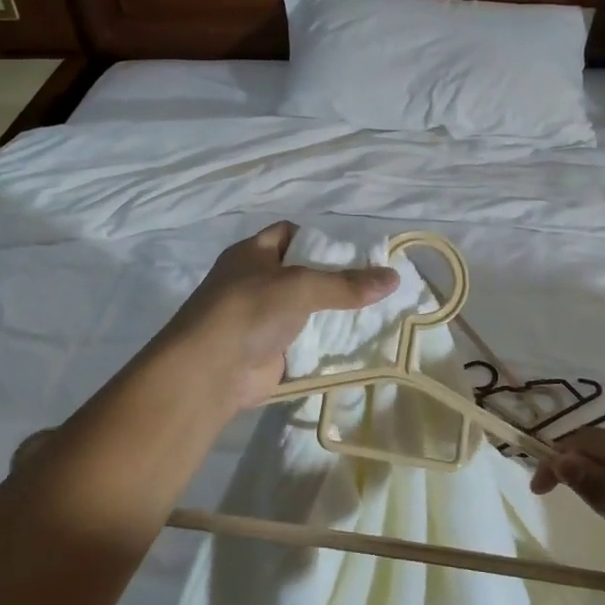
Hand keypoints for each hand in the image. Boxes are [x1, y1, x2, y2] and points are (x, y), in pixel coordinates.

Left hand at [161, 222, 398, 413]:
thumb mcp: (300, 286)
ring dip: (334, 313)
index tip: (352, 252)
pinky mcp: (271, 351)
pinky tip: (359, 342)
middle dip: (335, 278)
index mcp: (252, 254)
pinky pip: (306, 341)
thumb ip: (346, 284)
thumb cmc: (249, 310)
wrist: (211, 370)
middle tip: (374, 284)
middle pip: (302, 273)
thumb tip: (394, 278)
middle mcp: (256, 282)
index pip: (288, 234)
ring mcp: (262, 318)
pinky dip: (327, 342)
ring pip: (306, 309)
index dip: (318, 239)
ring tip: (378, 311)